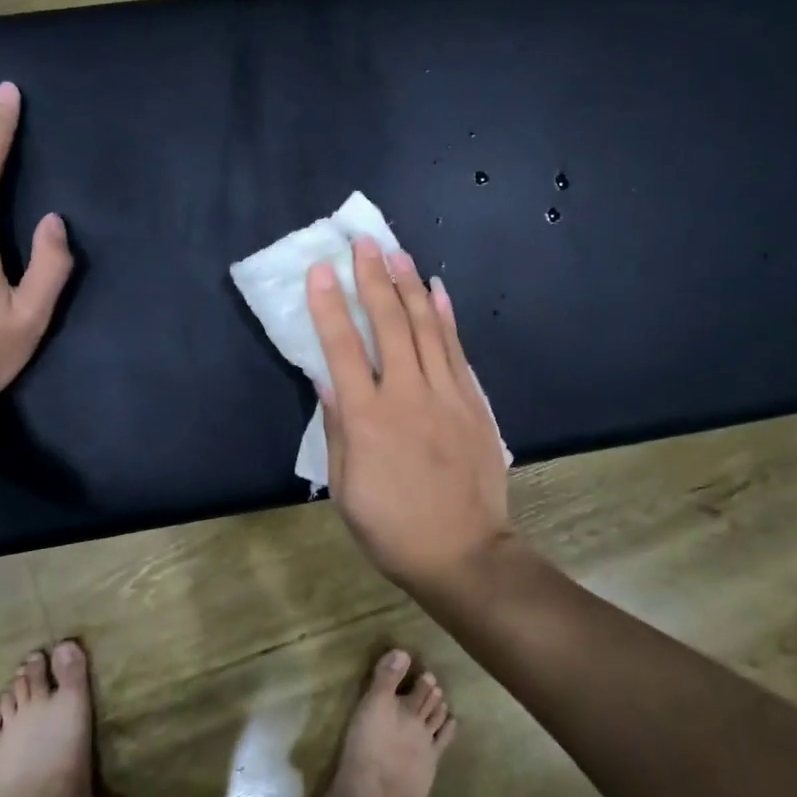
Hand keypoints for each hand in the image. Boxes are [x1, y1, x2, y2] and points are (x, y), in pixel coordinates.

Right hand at [308, 238, 510, 585]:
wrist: (464, 552)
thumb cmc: (392, 527)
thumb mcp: (346, 487)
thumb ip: (339, 428)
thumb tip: (326, 379)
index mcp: (368, 419)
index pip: (342, 349)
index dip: (329, 306)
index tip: (322, 270)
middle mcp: (407, 396)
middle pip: (388, 325)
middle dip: (373, 279)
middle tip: (363, 243)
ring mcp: (446, 395)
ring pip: (427, 328)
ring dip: (410, 286)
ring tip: (397, 252)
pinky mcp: (473, 402)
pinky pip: (457, 350)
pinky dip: (447, 317)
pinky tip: (438, 290)